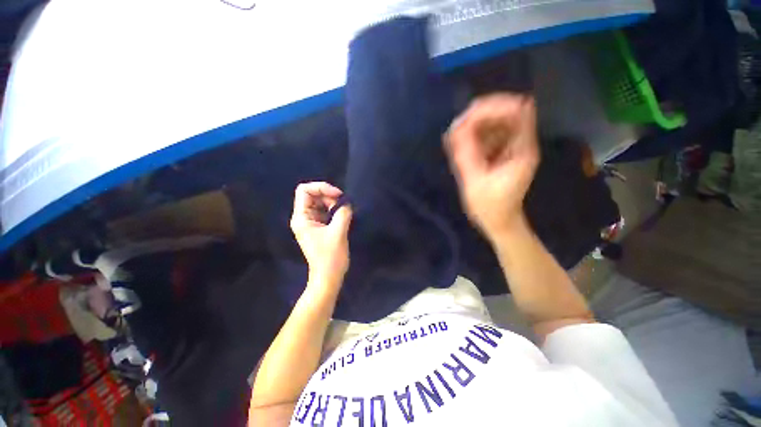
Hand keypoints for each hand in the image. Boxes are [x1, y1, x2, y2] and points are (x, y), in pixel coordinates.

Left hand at [290, 182, 352, 289]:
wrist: (328, 276)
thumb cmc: (330, 257)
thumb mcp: (338, 232)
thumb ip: (343, 213)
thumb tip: (347, 203)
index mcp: (301, 218)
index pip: (304, 190)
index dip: (321, 187)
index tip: (337, 195)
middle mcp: (303, 217)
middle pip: (313, 195)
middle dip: (329, 195)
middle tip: (343, 203)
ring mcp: (311, 222)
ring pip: (320, 202)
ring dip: (333, 203)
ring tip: (344, 211)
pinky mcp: (319, 227)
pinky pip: (325, 211)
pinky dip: (334, 210)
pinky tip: (343, 215)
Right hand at [445, 93, 539, 240]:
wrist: (498, 220)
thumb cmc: (489, 205)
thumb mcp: (475, 180)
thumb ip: (466, 153)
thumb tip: (456, 127)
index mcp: (521, 149)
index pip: (517, 111)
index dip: (494, 107)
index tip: (468, 116)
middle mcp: (519, 143)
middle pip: (504, 113)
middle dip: (480, 115)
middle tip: (457, 128)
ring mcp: (510, 148)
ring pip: (494, 122)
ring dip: (474, 125)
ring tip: (456, 137)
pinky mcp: (500, 153)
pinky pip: (488, 135)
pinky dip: (473, 136)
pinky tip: (461, 145)